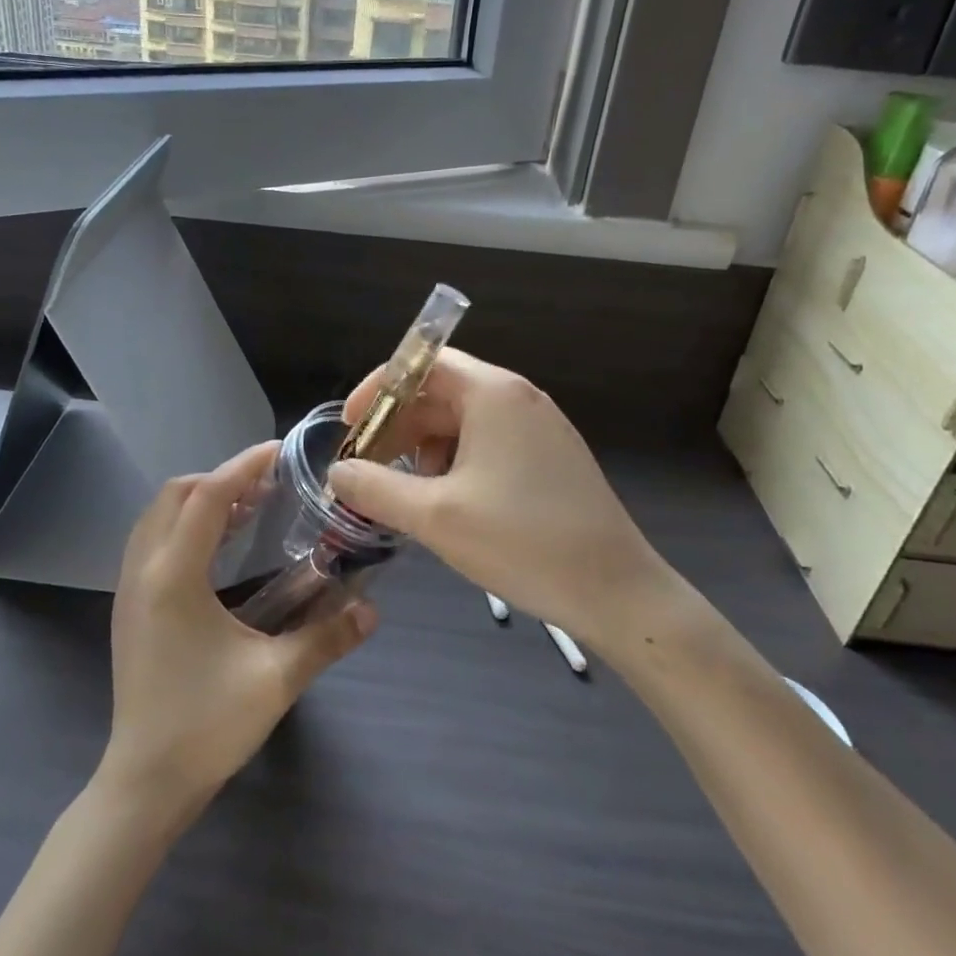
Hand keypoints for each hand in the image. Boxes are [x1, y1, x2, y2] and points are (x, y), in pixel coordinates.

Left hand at [101, 442, 377, 819]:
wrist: (145, 783)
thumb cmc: (206, 727)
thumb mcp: (275, 680)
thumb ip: (327, 639)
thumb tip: (373, 610)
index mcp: (173, 577)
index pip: (207, 496)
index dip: (243, 466)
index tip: (280, 451)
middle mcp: (143, 571)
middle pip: (175, 495)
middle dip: (221, 478)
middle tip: (269, 485)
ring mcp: (129, 589)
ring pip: (158, 516)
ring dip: (200, 501)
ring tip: (249, 510)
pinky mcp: (130, 608)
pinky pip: (153, 541)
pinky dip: (185, 525)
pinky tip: (221, 550)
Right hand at [327, 350, 691, 648]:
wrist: (617, 591)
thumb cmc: (522, 542)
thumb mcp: (435, 516)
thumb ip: (376, 488)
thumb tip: (338, 472)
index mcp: (493, 393)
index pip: (422, 363)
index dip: (379, 389)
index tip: (351, 426)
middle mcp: (519, 398)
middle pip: (442, 392)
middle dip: (399, 426)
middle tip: (370, 467)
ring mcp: (541, 428)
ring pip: (464, 421)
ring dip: (426, 448)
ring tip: (410, 494)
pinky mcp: (552, 458)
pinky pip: (490, 443)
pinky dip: (457, 463)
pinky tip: (450, 504)